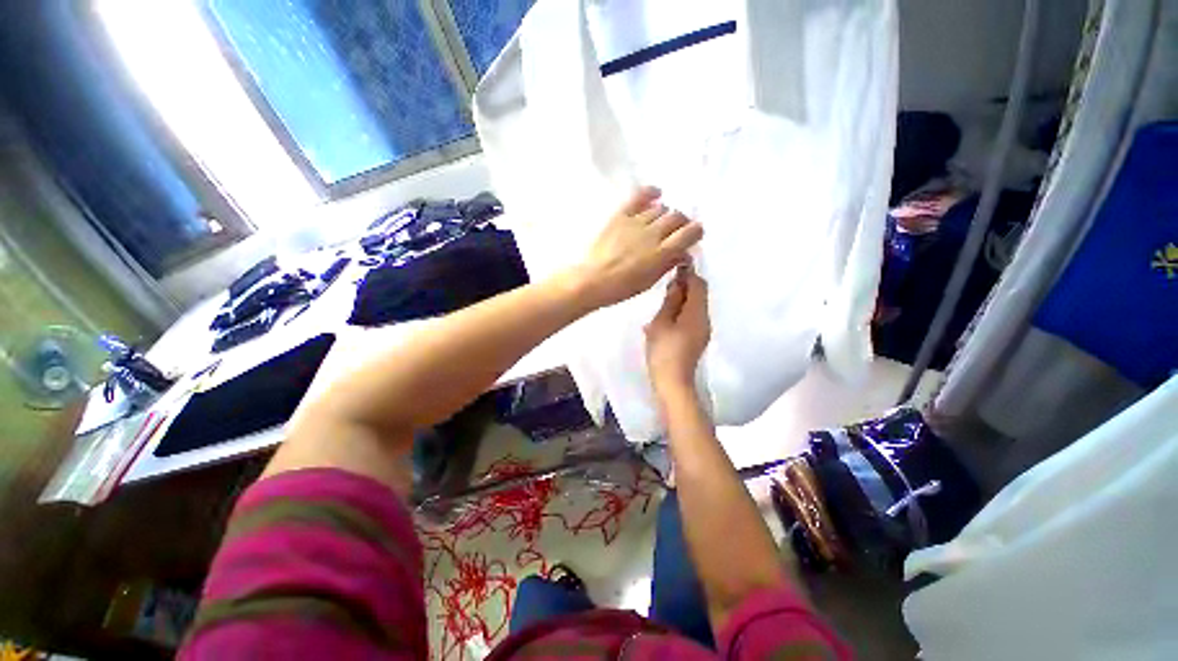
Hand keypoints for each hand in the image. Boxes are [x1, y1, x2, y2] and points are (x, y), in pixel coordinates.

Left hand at [572, 186, 703, 308]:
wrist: (593, 280)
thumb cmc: (622, 287)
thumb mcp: (650, 281)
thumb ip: (669, 264)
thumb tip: (684, 253)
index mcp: (663, 252)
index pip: (690, 232)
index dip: (696, 231)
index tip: (694, 235)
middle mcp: (653, 233)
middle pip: (677, 217)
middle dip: (682, 223)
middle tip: (677, 231)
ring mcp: (636, 222)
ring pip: (660, 209)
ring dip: (665, 215)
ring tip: (660, 223)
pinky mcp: (620, 215)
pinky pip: (639, 197)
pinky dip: (650, 193)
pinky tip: (657, 194)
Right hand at [645, 264, 710, 397]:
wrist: (673, 382)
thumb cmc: (664, 351)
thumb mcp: (661, 323)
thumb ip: (670, 300)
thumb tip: (678, 282)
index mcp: (697, 312)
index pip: (698, 284)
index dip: (688, 272)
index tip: (673, 265)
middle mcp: (705, 318)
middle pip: (700, 293)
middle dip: (685, 285)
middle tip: (665, 285)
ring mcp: (703, 330)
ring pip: (696, 305)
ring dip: (683, 298)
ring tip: (663, 300)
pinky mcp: (698, 338)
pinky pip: (693, 317)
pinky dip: (682, 310)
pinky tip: (667, 317)